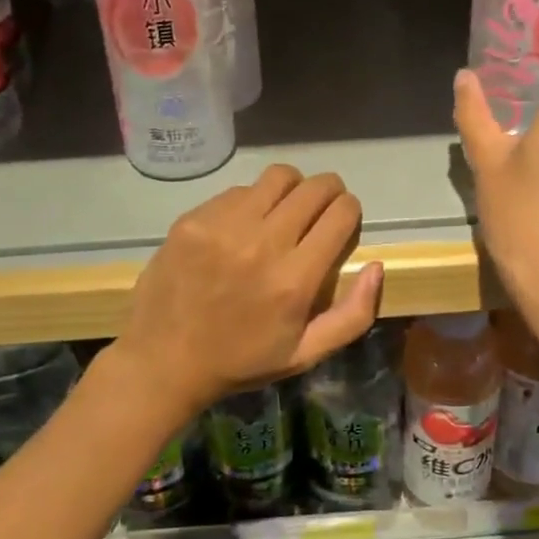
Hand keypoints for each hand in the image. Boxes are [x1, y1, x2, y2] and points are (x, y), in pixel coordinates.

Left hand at [116, 165, 382, 425]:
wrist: (162, 361)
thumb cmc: (241, 361)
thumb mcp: (306, 354)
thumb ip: (353, 315)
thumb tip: (376, 267)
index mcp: (295, 279)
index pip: (340, 213)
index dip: (350, 209)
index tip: (344, 218)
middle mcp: (263, 243)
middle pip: (314, 187)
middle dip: (329, 191)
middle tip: (322, 205)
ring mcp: (224, 226)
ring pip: (278, 177)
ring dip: (292, 187)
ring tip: (285, 207)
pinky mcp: (194, 219)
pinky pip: (238, 191)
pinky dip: (252, 201)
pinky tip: (243, 224)